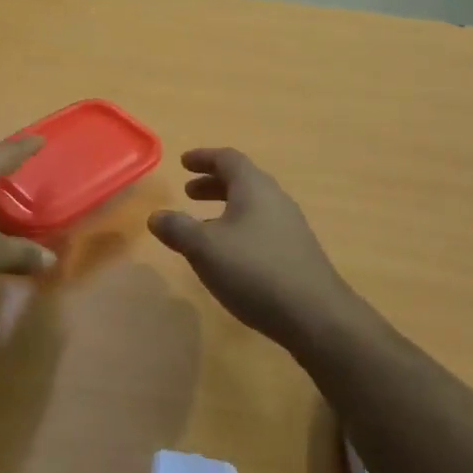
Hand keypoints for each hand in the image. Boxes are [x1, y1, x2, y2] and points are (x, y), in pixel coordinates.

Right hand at [147, 148, 364, 351]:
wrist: (315, 315)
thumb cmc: (255, 271)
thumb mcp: (205, 249)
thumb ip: (178, 229)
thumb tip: (156, 216)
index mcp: (254, 187)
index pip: (227, 159)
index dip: (203, 157)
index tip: (183, 162)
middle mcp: (275, 199)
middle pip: (242, 180)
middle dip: (213, 183)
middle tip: (188, 193)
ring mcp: (290, 225)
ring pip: (253, 205)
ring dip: (226, 207)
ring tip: (203, 226)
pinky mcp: (297, 251)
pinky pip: (262, 226)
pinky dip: (240, 227)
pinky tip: (230, 254)